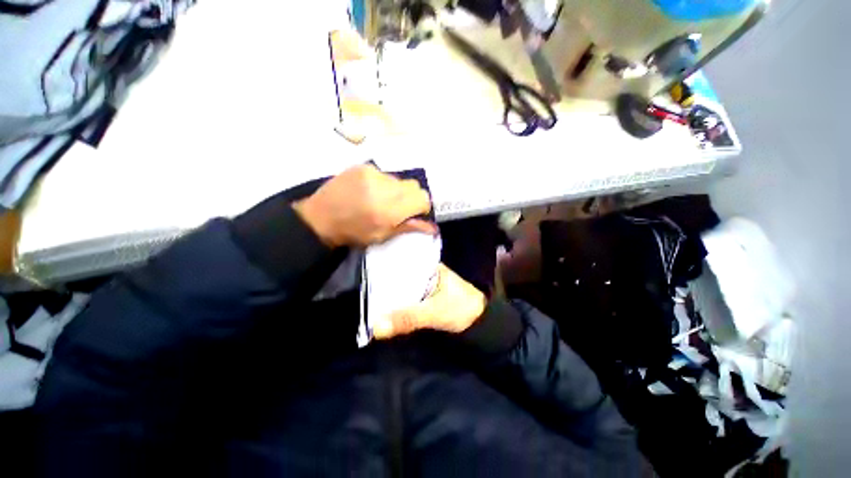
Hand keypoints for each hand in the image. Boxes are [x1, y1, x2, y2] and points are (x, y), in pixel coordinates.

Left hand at [293, 165, 436, 246]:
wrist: (320, 218)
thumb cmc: (354, 233)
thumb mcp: (383, 235)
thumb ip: (409, 227)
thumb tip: (434, 228)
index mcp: (390, 209)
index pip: (422, 199)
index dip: (422, 207)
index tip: (413, 214)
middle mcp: (384, 187)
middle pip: (414, 186)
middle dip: (411, 198)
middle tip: (397, 208)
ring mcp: (373, 173)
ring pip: (400, 180)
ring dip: (397, 190)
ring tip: (381, 199)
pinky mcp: (363, 166)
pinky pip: (385, 174)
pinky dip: (384, 183)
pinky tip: (370, 191)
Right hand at [373, 264, 486, 338]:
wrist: (479, 325)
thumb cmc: (461, 309)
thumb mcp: (434, 312)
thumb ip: (408, 318)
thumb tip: (376, 326)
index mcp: (428, 267)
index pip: (401, 261)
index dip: (383, 266)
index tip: (364, 271)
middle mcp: (423, 273)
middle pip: (398, 275)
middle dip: (381, 282)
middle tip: (359, 287)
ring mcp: (423, 286)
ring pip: (400, 287)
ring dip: (387, 293)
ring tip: (363, 296)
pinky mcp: (423, 300)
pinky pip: (405, 298)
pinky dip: (395, 303)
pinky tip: (379, 306)